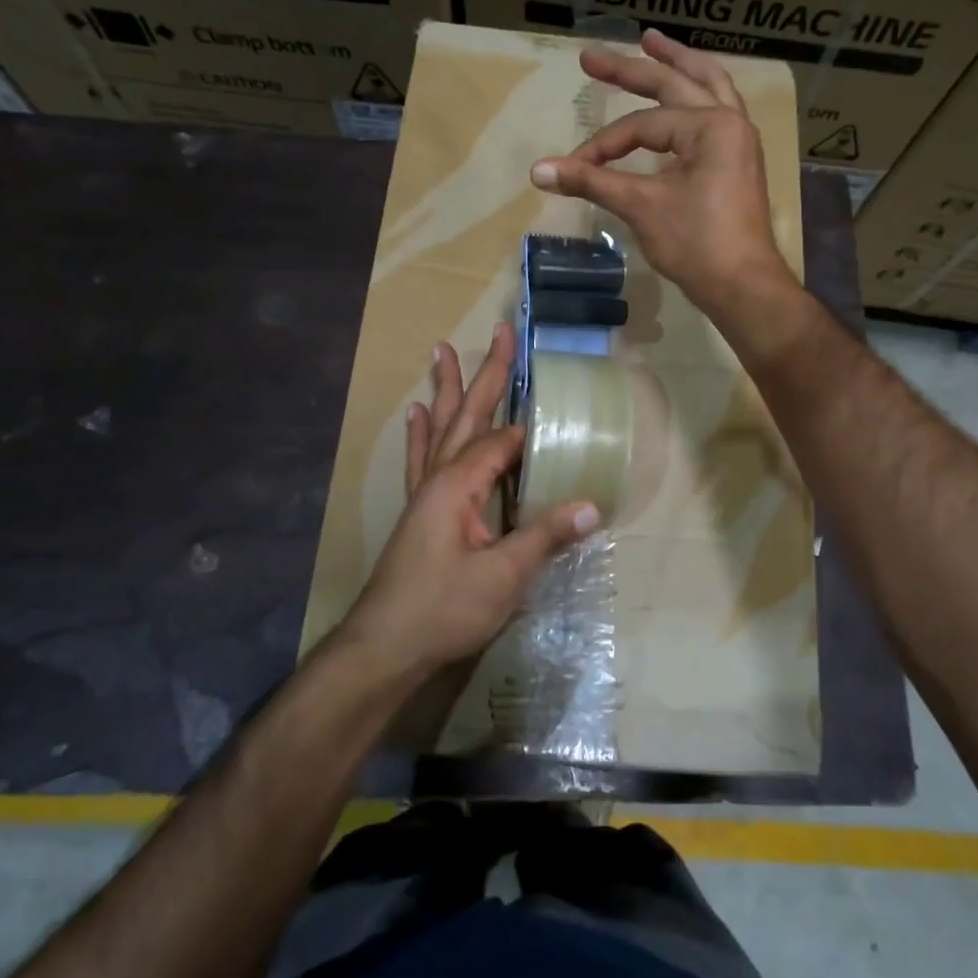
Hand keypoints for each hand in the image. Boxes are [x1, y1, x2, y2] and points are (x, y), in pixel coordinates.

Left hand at [341, 321, 600, 675]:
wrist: (385, 646)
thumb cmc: (444, 610)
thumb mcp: (502, 577)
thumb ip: (545, 537)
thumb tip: (592, 506)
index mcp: (460, 485)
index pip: (503, 443)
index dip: (532, 431)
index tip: (560, 414)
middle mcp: (440, 478)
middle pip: (469, 416)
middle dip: (488, 374)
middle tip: (500, 331)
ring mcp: (425, 493)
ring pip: (441, 429)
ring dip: (447, 390)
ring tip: (443, 350)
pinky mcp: (419, 511)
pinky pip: (421, 460)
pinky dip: (420, 434)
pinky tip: (415, 412)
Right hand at [530, 29, 799, 319]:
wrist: (743, 286)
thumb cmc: (697, 244)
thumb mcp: (641, 208)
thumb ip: (592, 182)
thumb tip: (538, 171)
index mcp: (711, 125)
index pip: (643, 125)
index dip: (604, 145)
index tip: (575, 169)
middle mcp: (730, 122)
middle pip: (676, 84)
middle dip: (632, 69)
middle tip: (590, 57)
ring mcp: (739, 142)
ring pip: (708, 88)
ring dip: (679, 65)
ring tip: (654, 43)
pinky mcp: (738, 163)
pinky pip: (717, 114)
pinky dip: (697, 98)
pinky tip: (685, 98)